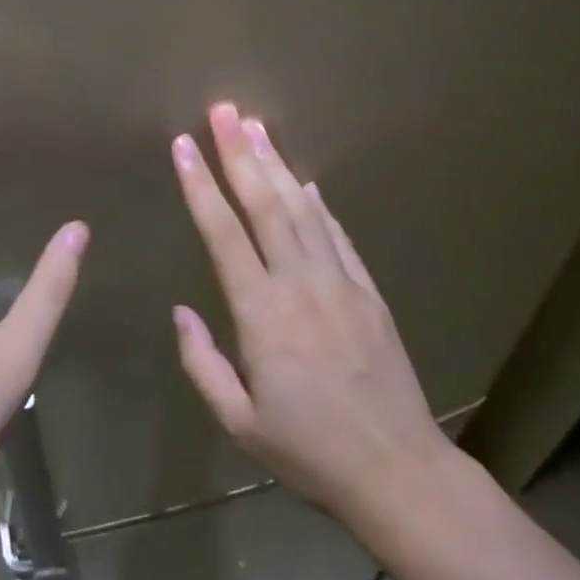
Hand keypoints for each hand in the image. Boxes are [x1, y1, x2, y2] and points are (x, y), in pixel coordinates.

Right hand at [169, 103, 454, 523]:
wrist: (397, 470)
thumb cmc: (309, 451)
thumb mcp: (239, 423)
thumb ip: (203, 363)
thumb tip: (182, 311)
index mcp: (262, 315)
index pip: (223, 234)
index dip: (200, 185)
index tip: (184, 146)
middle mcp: (300, 284)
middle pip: (265, 204)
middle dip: (239, 152)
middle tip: (223, 110)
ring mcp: (340, 282)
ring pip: (302, 208)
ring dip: (277, 164)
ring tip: (257, 125)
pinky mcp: (368, 290)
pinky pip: (337, 234)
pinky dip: (318, 204)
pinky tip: (305, 180)